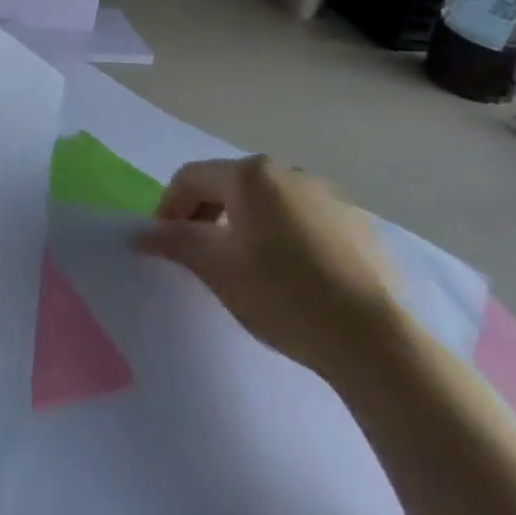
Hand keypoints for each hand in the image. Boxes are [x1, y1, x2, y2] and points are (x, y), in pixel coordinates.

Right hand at [132, 156, 401, 378]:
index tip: (162, 243)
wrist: (376, 341)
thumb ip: (175, 242)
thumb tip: (140, 234)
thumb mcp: (216, 268)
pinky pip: (305, 220)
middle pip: (230, 185)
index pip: (191, 178)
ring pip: (269, 202)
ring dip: (245, 224)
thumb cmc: (282, 294)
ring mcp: (331, 197)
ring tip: (244, 266)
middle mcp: (290, 173)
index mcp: (251, 175)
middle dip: (205, 214)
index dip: (168, 207)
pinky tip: (290, 276)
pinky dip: (284, 236)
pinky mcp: (361, 226)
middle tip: (196, 254)